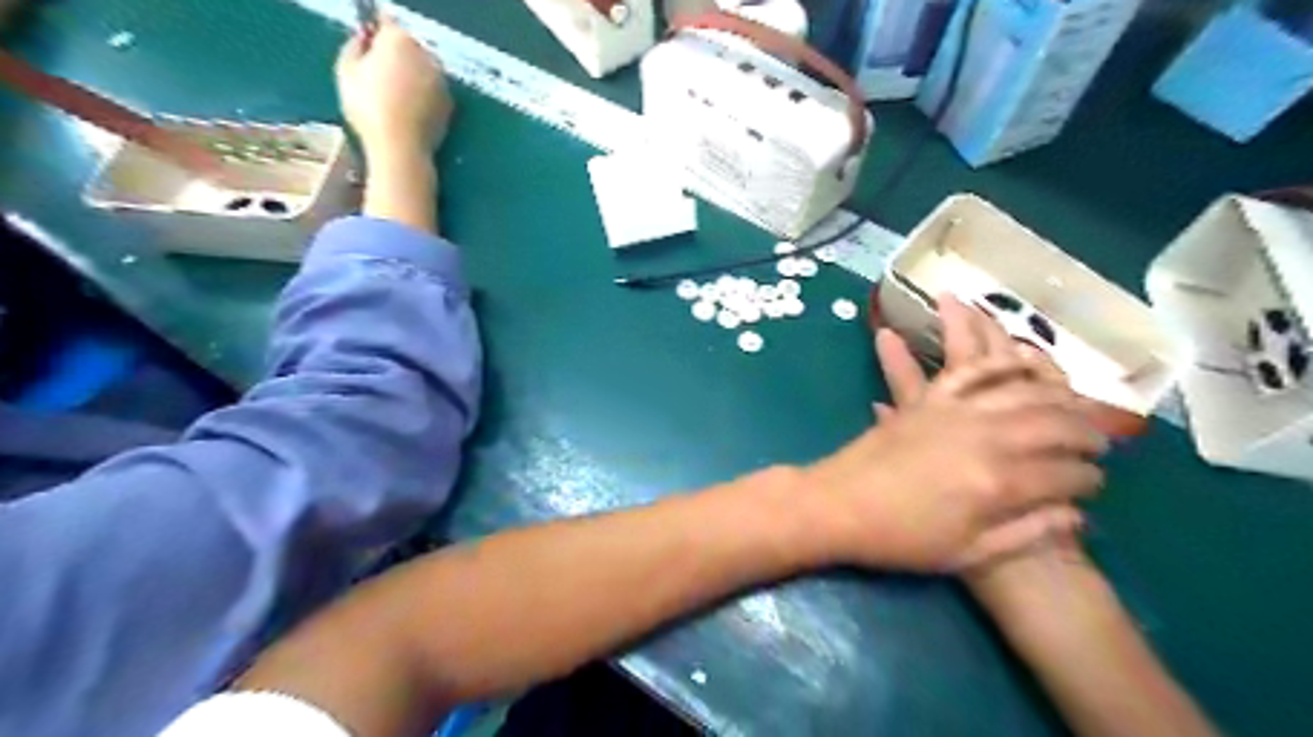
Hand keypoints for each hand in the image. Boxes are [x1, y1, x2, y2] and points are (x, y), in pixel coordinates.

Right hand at [333, 19, 454, 158]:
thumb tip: (364, 39)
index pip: (386, 23)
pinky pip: (432, 89)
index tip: (367, 46)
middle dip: (395, 54)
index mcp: (400, 41)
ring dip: (411, 73)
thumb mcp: (346, 71)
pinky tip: (410, 109)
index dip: (375, 33)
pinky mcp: (450, 102)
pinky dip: (423, 92)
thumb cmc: (368, 108)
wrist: (402, 147)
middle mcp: (426, 55)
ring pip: (423, 67)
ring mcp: (442, 80)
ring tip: (395, 95)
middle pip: (408, 45)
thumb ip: (355, 46)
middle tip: (379, 75)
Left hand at [807, 350, 1098, 570]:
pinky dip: (999, 362)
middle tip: (1099, 439)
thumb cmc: (899, 539)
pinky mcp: (929, 401)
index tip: (1096, 485)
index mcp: (998, 483)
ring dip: (1054, 391)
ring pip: (1020, 390)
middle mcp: (984, 438)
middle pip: (1053, 422)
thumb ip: (1027, 533)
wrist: (836, 506)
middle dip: (1085, 429)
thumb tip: (1076, 514)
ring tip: (1073, 400)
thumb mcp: (967, 554)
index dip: (1089, 479)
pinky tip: (1019, 358)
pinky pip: (970, 373)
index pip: (1066, 474)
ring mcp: (954, 413)